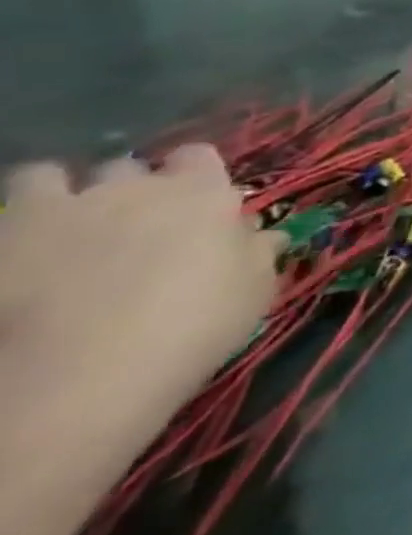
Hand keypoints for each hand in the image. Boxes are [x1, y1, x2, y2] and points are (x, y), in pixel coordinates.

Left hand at [0, 145, 283, 428]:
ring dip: (57, 196)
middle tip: (127, 228)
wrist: (79, 379)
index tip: (195, 208)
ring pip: (48, 177)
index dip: (194, 177)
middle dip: (126, 189)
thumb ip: (257, 252)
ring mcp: (60, 211)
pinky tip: (18, 253)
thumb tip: (263, 237)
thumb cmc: (193, 326)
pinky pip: (2, 207)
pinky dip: (11, 224)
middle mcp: (134, 187)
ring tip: (59, 232)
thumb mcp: (254, 290)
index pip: (198, 156)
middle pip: (128, 167)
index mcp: (203, 191)